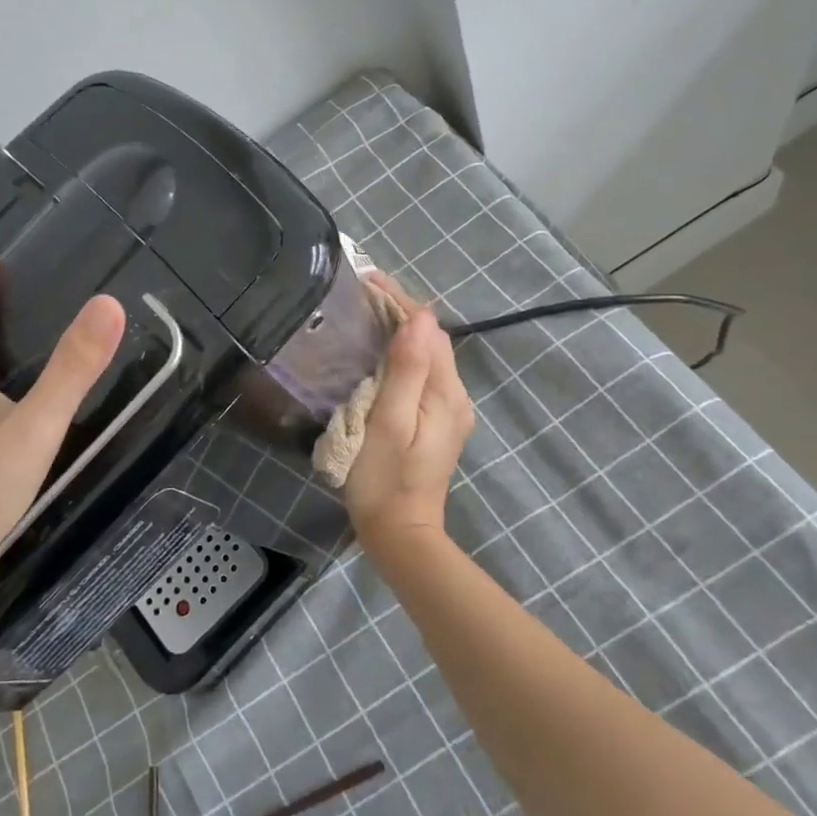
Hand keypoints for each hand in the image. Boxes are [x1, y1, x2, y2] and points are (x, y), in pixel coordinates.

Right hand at [343, 275, 473, 550]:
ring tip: (366, 314)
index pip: (430, 331)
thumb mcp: (390, 422)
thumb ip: (407, 370)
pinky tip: (378, 354)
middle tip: (361, 294)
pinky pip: (422, 375)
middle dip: (401, 312)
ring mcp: (447, 412)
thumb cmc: (385, 479)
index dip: (401, 302)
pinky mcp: (435, 423)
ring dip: (401, 331)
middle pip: (432, 340)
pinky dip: (402, 355)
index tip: (368, 281)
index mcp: (446, 394)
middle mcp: (455, 397)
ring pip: (428, 356)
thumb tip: (419, 318)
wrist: (399, 534)